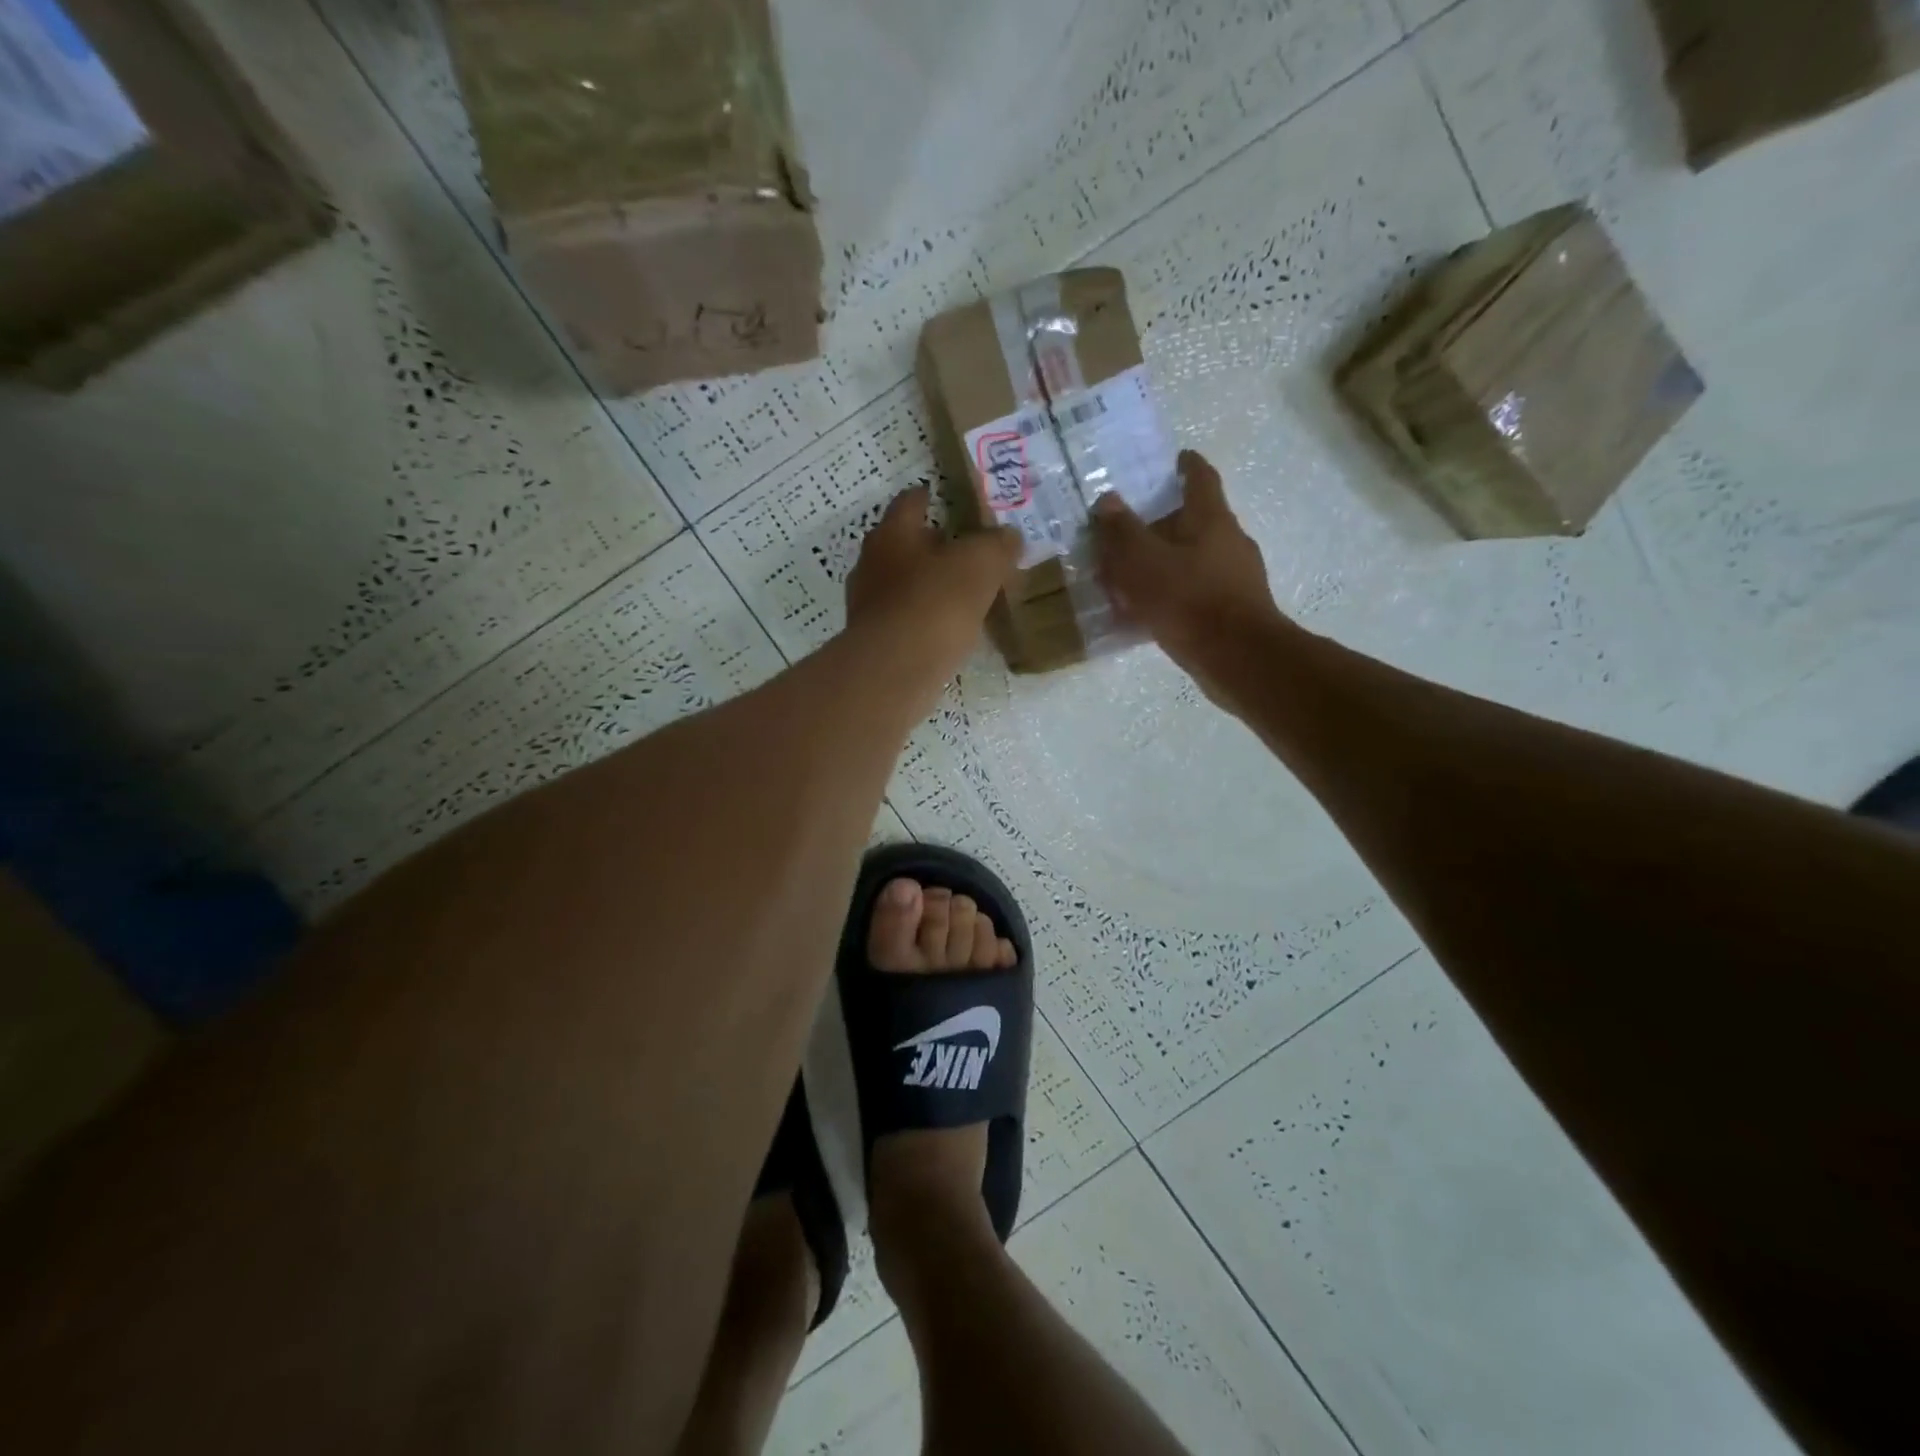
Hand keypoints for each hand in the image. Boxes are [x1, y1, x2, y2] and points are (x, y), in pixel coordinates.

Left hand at [846, 485, 1021, 678]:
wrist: (894, 670)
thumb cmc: (935, 603)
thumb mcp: (981, 564)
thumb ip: (997, 545)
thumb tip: (1009, 537)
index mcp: (892, 534)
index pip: (909, 502)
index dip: (929, 497)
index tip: (943, 498)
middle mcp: (871, 564)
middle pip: (902, 545)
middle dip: (930, 546)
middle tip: (964, 551)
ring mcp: (868, 605)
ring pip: (901, 585)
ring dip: (927, 586)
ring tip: (961, 595)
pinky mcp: (874, 641)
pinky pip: (904, 620)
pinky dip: (923, 620)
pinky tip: (947, 631)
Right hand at [1092, 450, 1286, 694]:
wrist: (1238, 658)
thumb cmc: (1188, 600)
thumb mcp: (1142, 562)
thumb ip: (1121, 531)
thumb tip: (1107, 500)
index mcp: (1211, 518)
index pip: (1200, 477)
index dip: (1185, 465)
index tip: (1173, 459)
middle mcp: (1229, 541)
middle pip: (1194, 521)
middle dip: (1162, 523)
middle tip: (1128, 531)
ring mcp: (1237, 578)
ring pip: (1193, 559)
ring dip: (1164, 563)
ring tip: (1129, 577)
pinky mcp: (1234, 611)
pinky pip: (1195, 592)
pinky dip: (1171, 594)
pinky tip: (1147, 613)